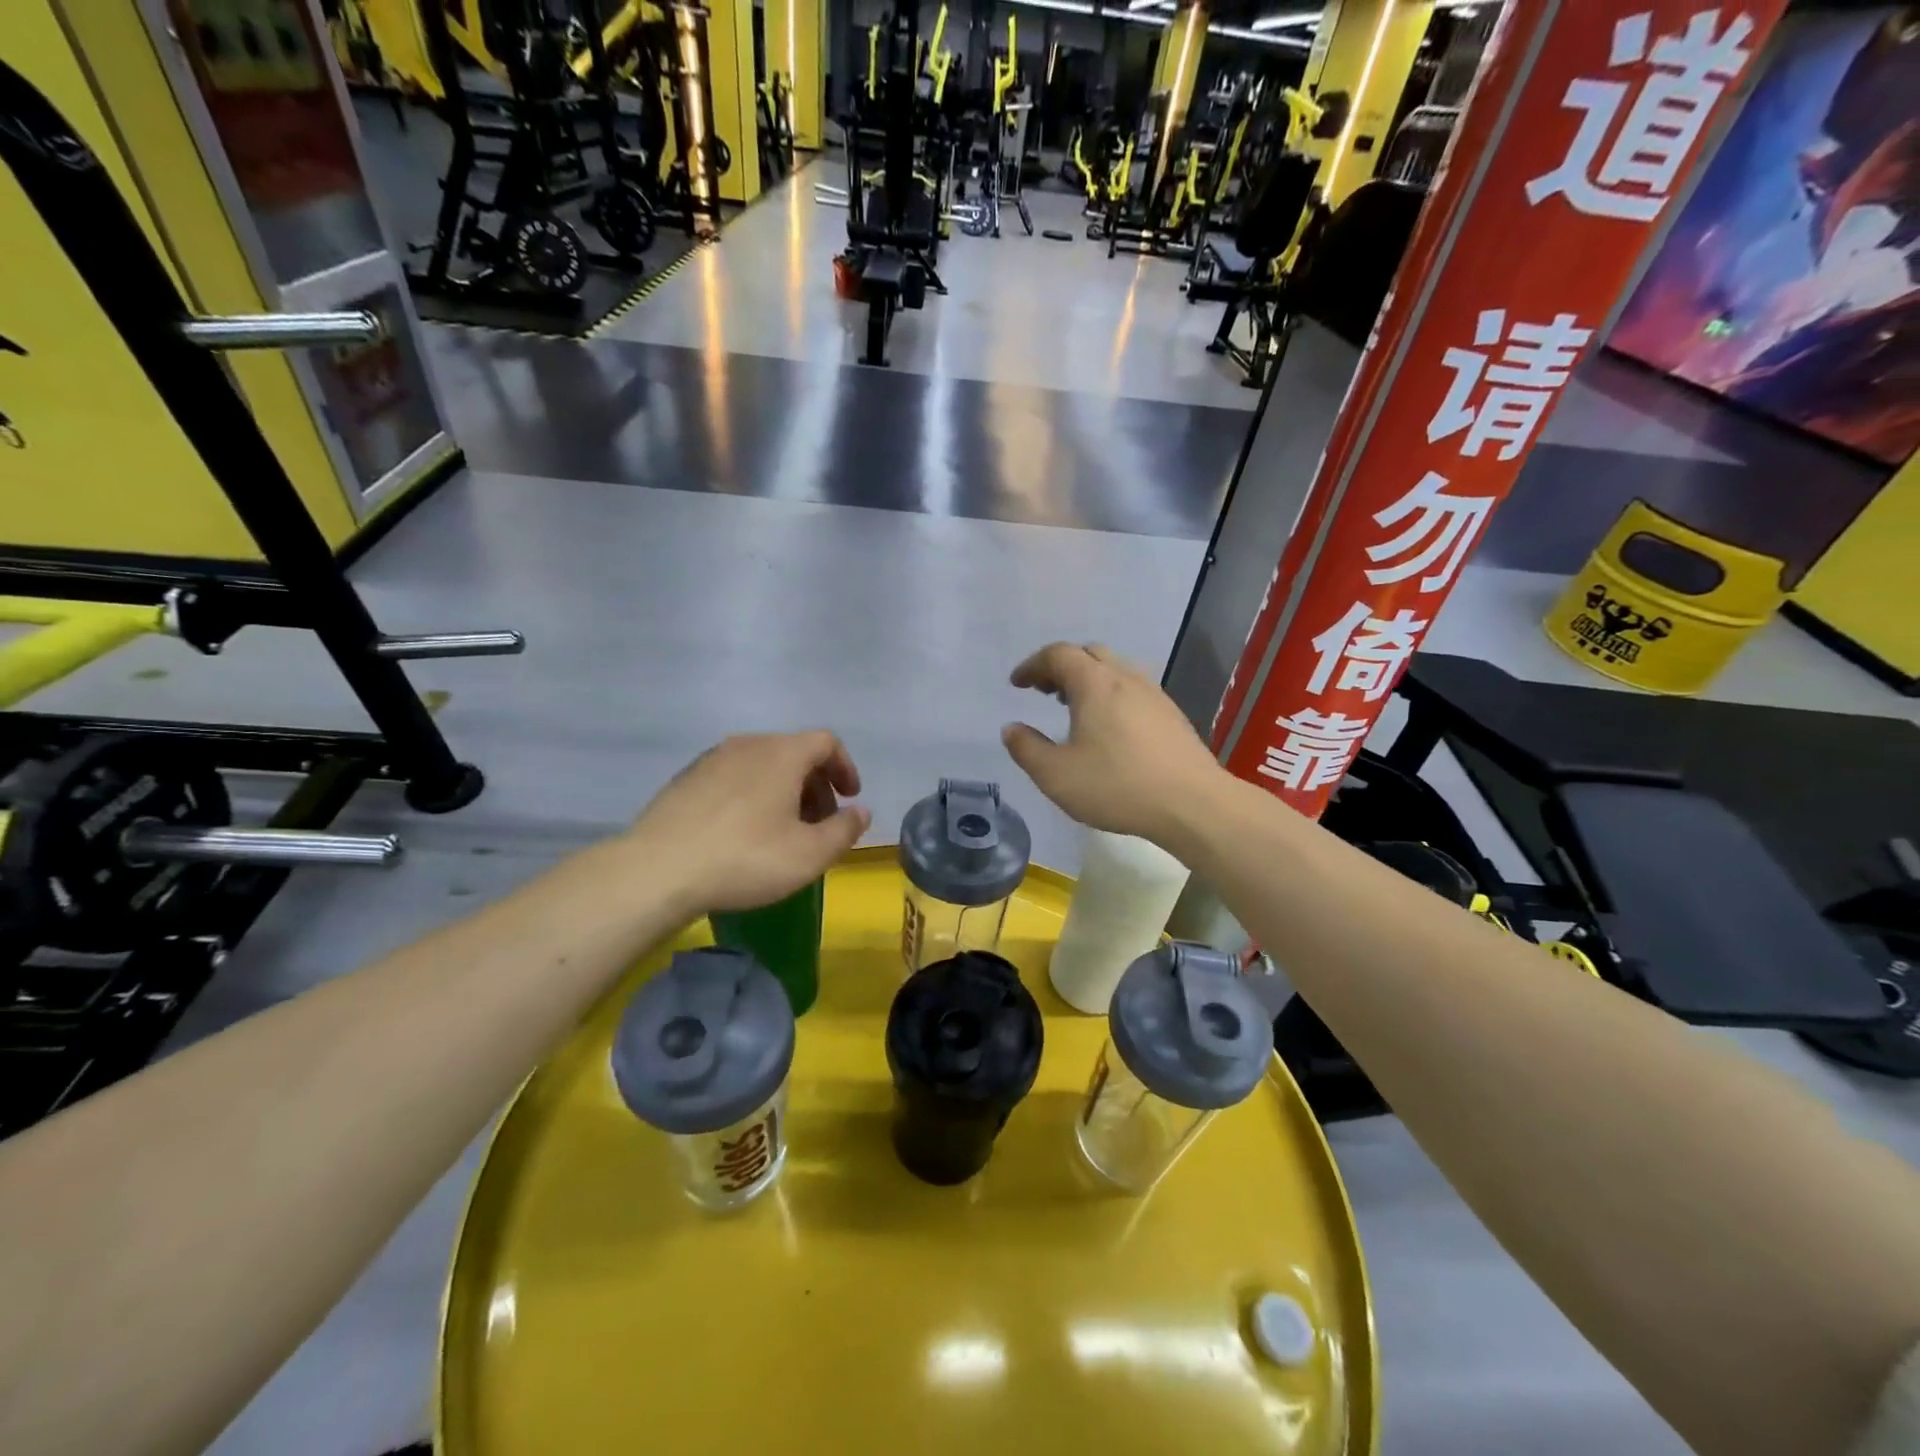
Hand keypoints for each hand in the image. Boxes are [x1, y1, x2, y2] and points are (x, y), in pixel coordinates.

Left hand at [629, 732, 869, 915]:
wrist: (657, 870)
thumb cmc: (746, 858)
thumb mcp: (810, 854)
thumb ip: (844, 830)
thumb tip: (860, 812)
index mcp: (782, 754)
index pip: (826, 742)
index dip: (845, 767)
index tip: (850, 798)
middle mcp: (748, 745)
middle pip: (794, 752)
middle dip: (815, 784)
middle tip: (819, 823)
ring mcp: (711, 759)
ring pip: (761, 765)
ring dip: (783, 791)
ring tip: (782, 830)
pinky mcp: (685, 780)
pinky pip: (733, 778)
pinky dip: (752, 795)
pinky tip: (742, 833)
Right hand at [1002, 643, 1222, 847]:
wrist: (1192, 804)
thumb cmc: (1117, 786)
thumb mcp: (1056, 775)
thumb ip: (1027, 749)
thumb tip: (1011, 729)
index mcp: (1094, 684)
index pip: (1058, 654)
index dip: (1032, 665)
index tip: (1017, 684)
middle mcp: (1125, 678)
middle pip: (1088, 653)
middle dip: (1060, 666)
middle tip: (1043, 690)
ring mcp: (1153, 694)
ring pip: (1114, 669)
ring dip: (1087, 679)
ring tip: (1072, 707)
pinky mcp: (1171, 714)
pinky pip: (1132, 688)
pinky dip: (1110, 693)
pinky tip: (1108, 726)